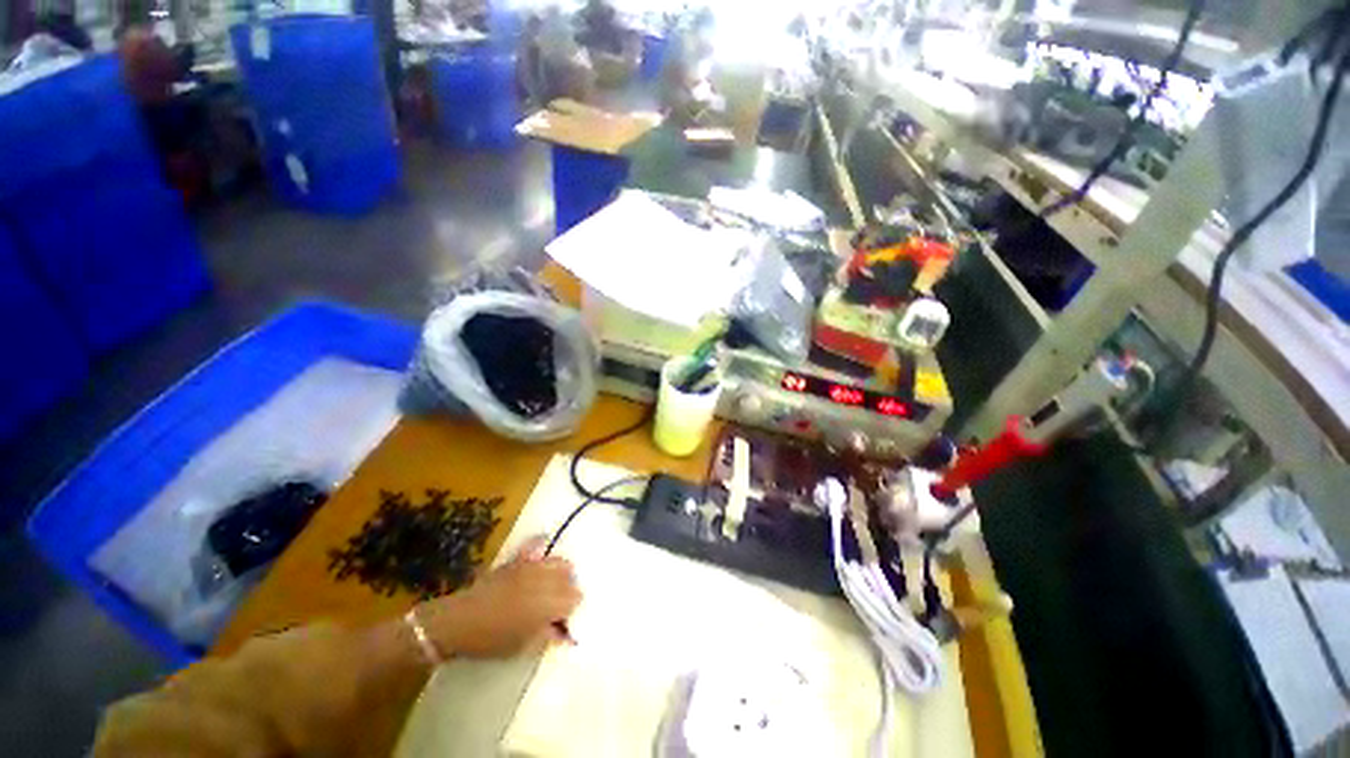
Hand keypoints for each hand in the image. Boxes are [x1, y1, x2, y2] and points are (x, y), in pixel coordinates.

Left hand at [417, 537, 579, 658]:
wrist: (458, 622)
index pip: (575, 598)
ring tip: (552, 584)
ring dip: (560, 572)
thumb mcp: (522, 648)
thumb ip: (547, 637)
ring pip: (559, 561)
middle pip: (570, 577)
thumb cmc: (490, 640)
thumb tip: (564, 632)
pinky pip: (535, 544)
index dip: (571, 610)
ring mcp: (531, 566)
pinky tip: (543, 549)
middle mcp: (545, 580)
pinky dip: (541, 545)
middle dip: (568, 589)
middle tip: (558, 605)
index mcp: (548, 604)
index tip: (563, 620)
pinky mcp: (517, 559)